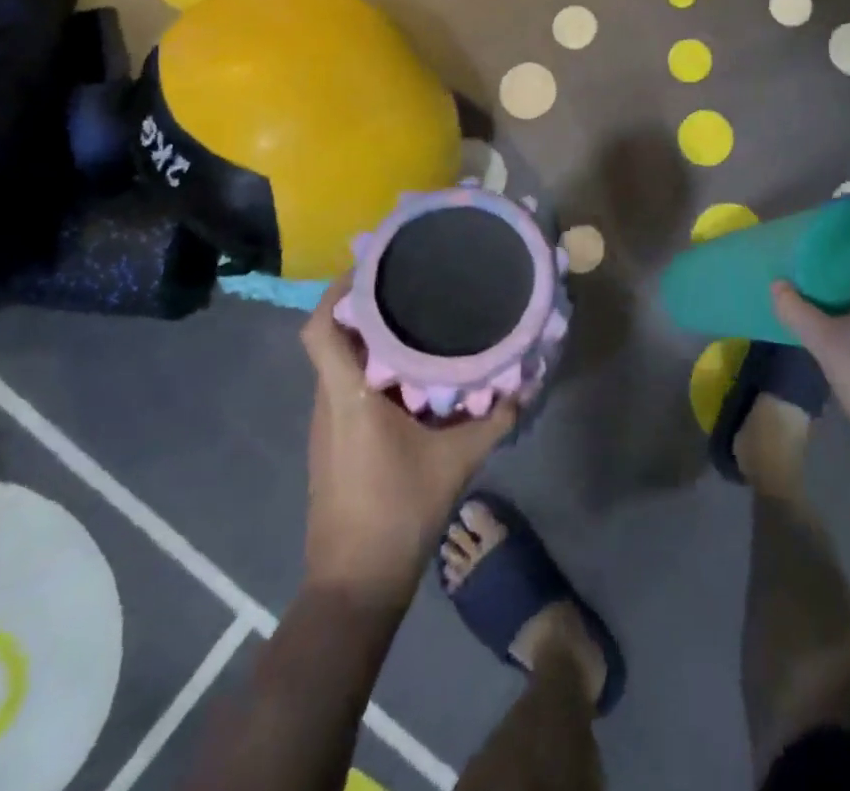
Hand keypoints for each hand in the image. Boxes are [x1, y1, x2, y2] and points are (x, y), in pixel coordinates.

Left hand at [300, 278, 517, 599]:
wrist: (354, 583)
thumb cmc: (399, 511)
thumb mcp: (458, 461)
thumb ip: (495, 418)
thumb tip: (528, 382)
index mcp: (348, 395)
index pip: (321, 328)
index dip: (338, 291)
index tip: (372, 266)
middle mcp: (330, 400)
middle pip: (333, 336)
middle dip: (365, 305)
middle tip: (408, 282)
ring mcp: (327, 422)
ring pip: (340, 361)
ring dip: (370, 337)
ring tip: (414, 315)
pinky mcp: (334, 440)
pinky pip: (347, 385)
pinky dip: (371, 367)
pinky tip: (409, 370)